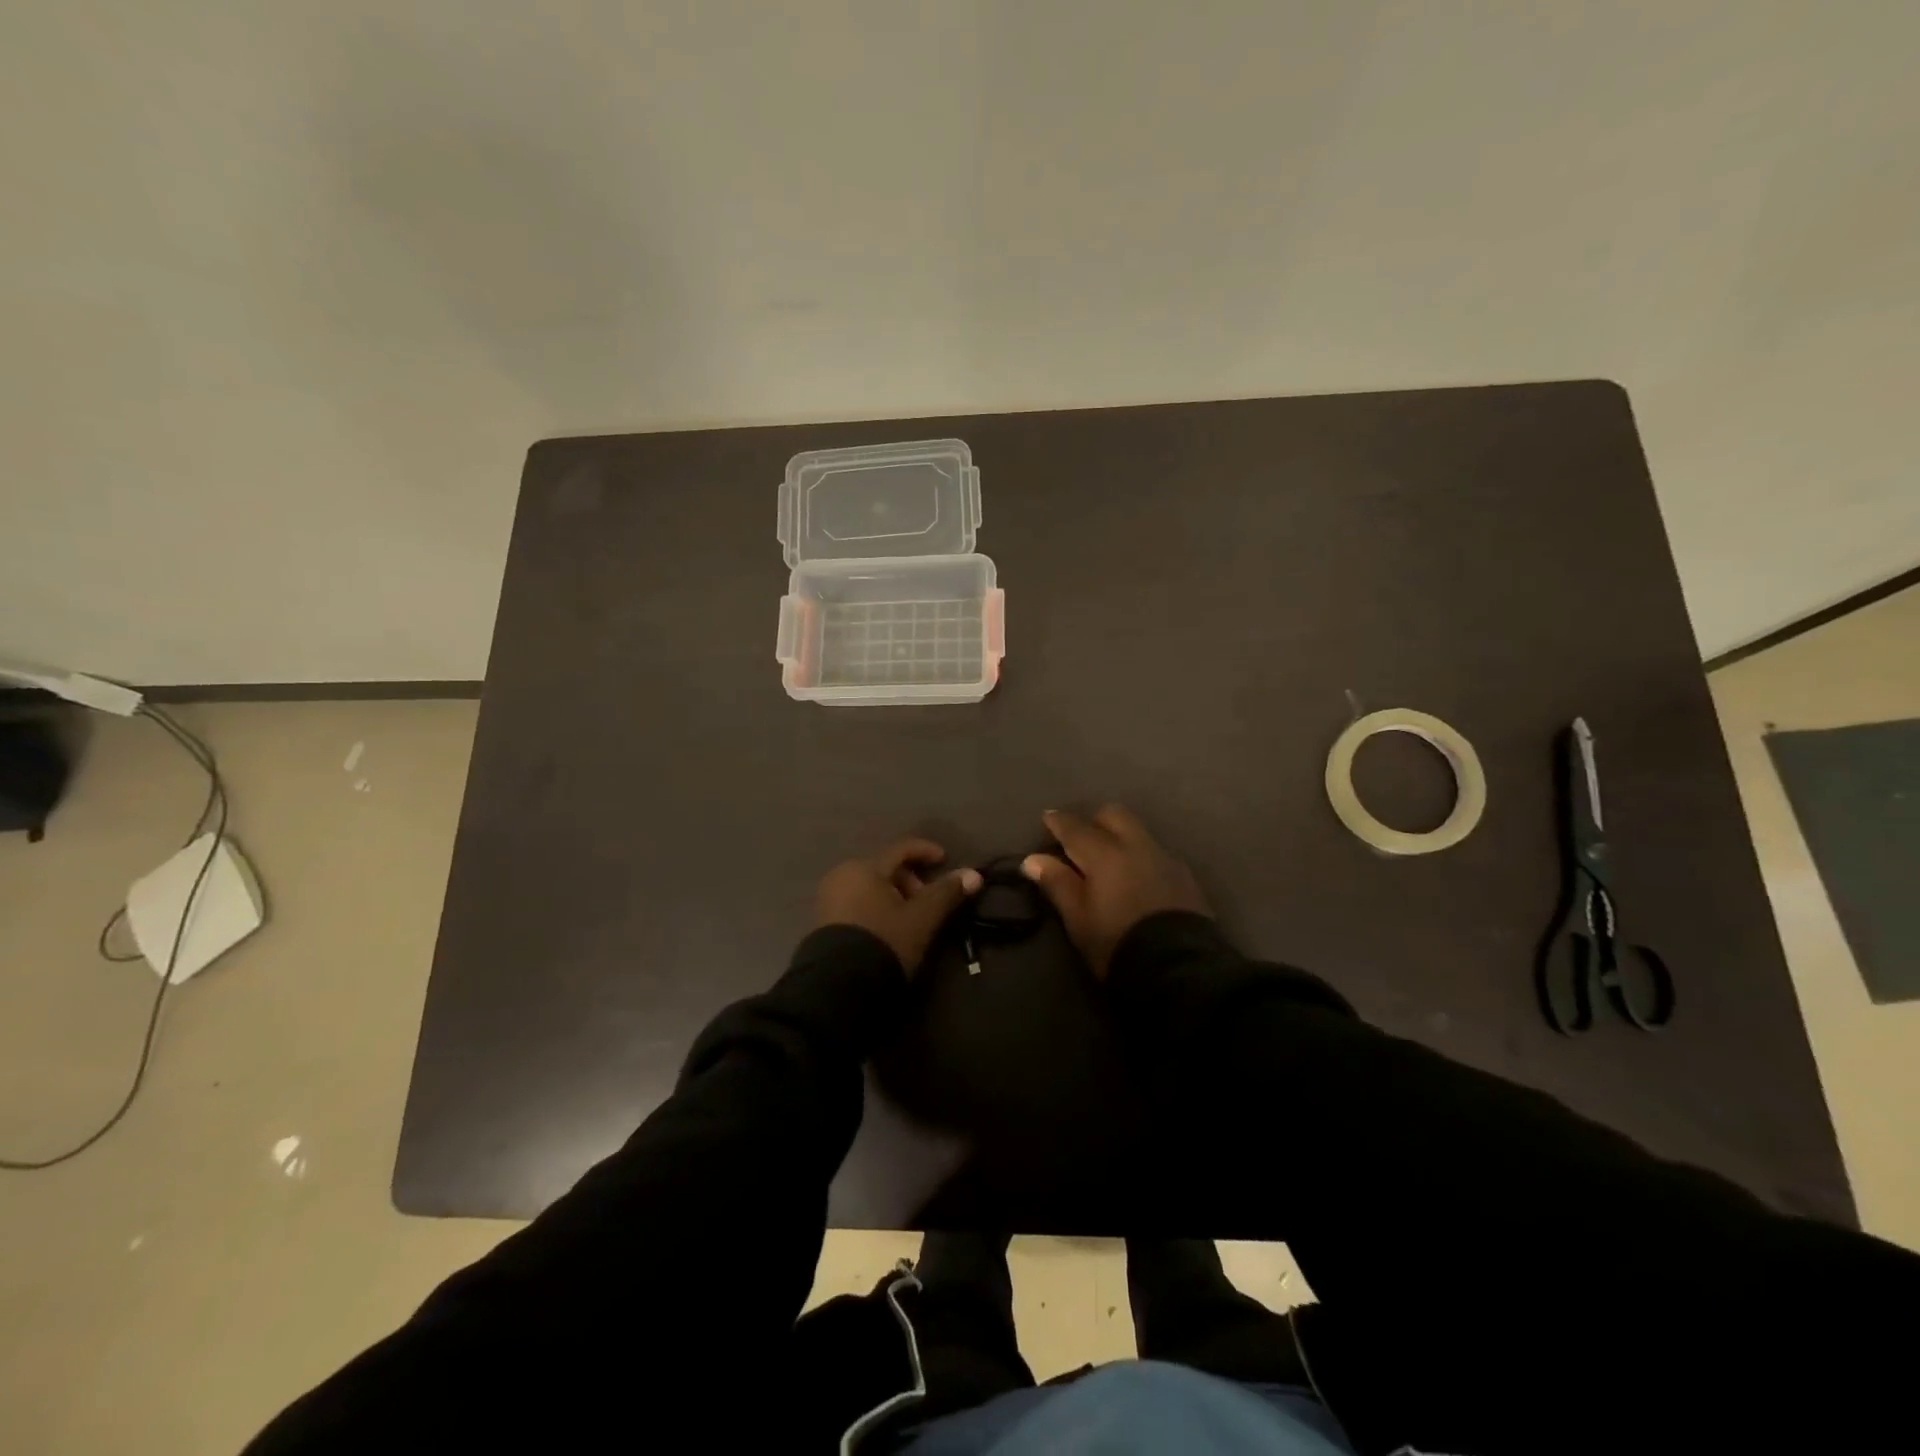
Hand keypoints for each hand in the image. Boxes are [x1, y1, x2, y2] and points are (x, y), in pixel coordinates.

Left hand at [816, 839, 982, 973]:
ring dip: (895, 897)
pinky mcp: (824, 921)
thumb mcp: (921, 919)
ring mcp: (829, 898)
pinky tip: (889, 929)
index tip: (945, 861)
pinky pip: (858, 903)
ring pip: (871, 887)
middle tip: (928, 904)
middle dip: (911, 882)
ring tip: (911, 921)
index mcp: (864, 867)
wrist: (839, 987)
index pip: (901, 849)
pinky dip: (878, 908)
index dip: (926, 852)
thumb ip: (947, 893)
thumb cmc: (884, 942)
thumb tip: (974, 874)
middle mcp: (842, 875)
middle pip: (885, 868)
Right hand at [1021, 807, 1209, 978]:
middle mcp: (1136, 846)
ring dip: (1119, 836)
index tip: (1047, 819)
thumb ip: (1057, 884)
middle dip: (1094, 821)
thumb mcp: (1078, 919)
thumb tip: (1033, 859)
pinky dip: (1139, 856)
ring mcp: (1165, 858)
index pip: (1075, 828)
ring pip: (1137, 832)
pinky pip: (1156, 852)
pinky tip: (1135, 877)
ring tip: (1108, 860)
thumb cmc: (1116, 944)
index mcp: (1105, 854)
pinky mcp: (1185, 876)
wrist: (1178, 969)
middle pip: (1113, 815)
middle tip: (1080, 840)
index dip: (1058, 822)